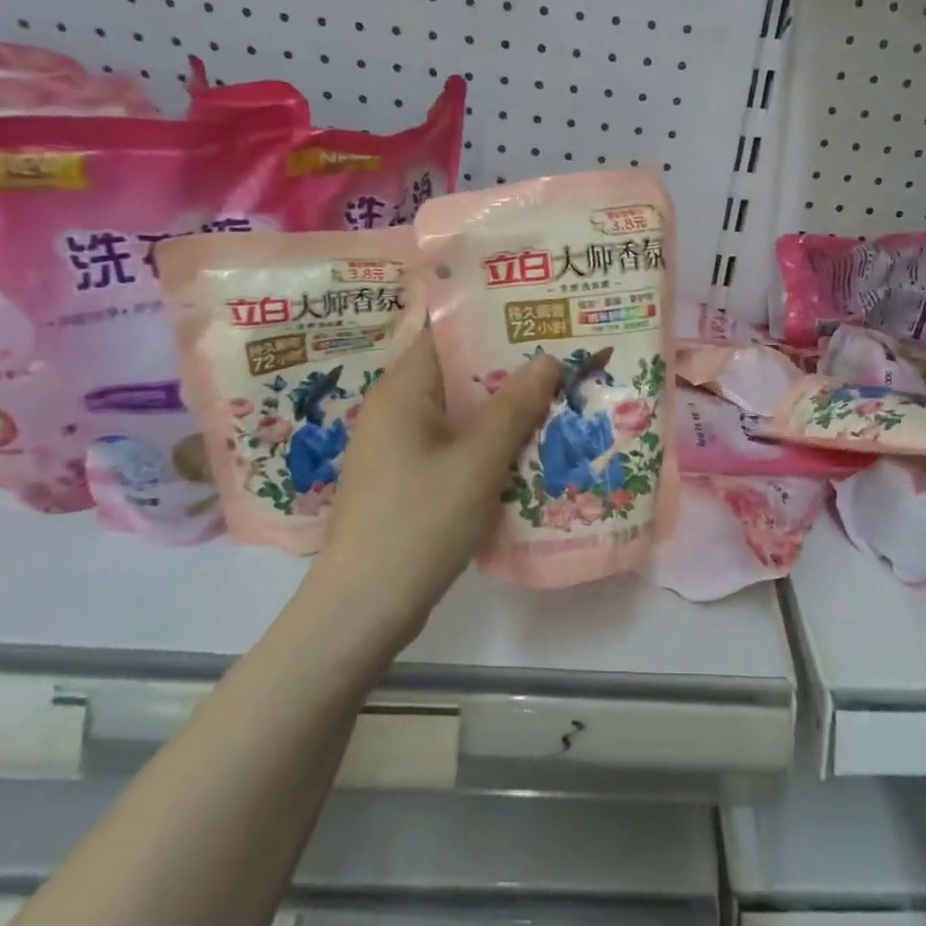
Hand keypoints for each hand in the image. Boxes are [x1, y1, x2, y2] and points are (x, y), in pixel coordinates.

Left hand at [311, 330, 560, 649]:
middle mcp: (395, 410)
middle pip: (456, 373)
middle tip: (562, 358)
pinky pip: (453, 445)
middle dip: (508, 367)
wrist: (363, 608)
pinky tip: (526, 449)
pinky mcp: (407, 480)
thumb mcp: (476, 464)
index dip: (491, 321)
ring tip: (556, 397)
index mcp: (402, 392)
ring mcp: (399, 447)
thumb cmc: (419, 523)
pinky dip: (487, 442)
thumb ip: (513, 409)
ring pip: (458, 413)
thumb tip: (546, 359)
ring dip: (502, 408)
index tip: (539, 317)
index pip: (445, 334)